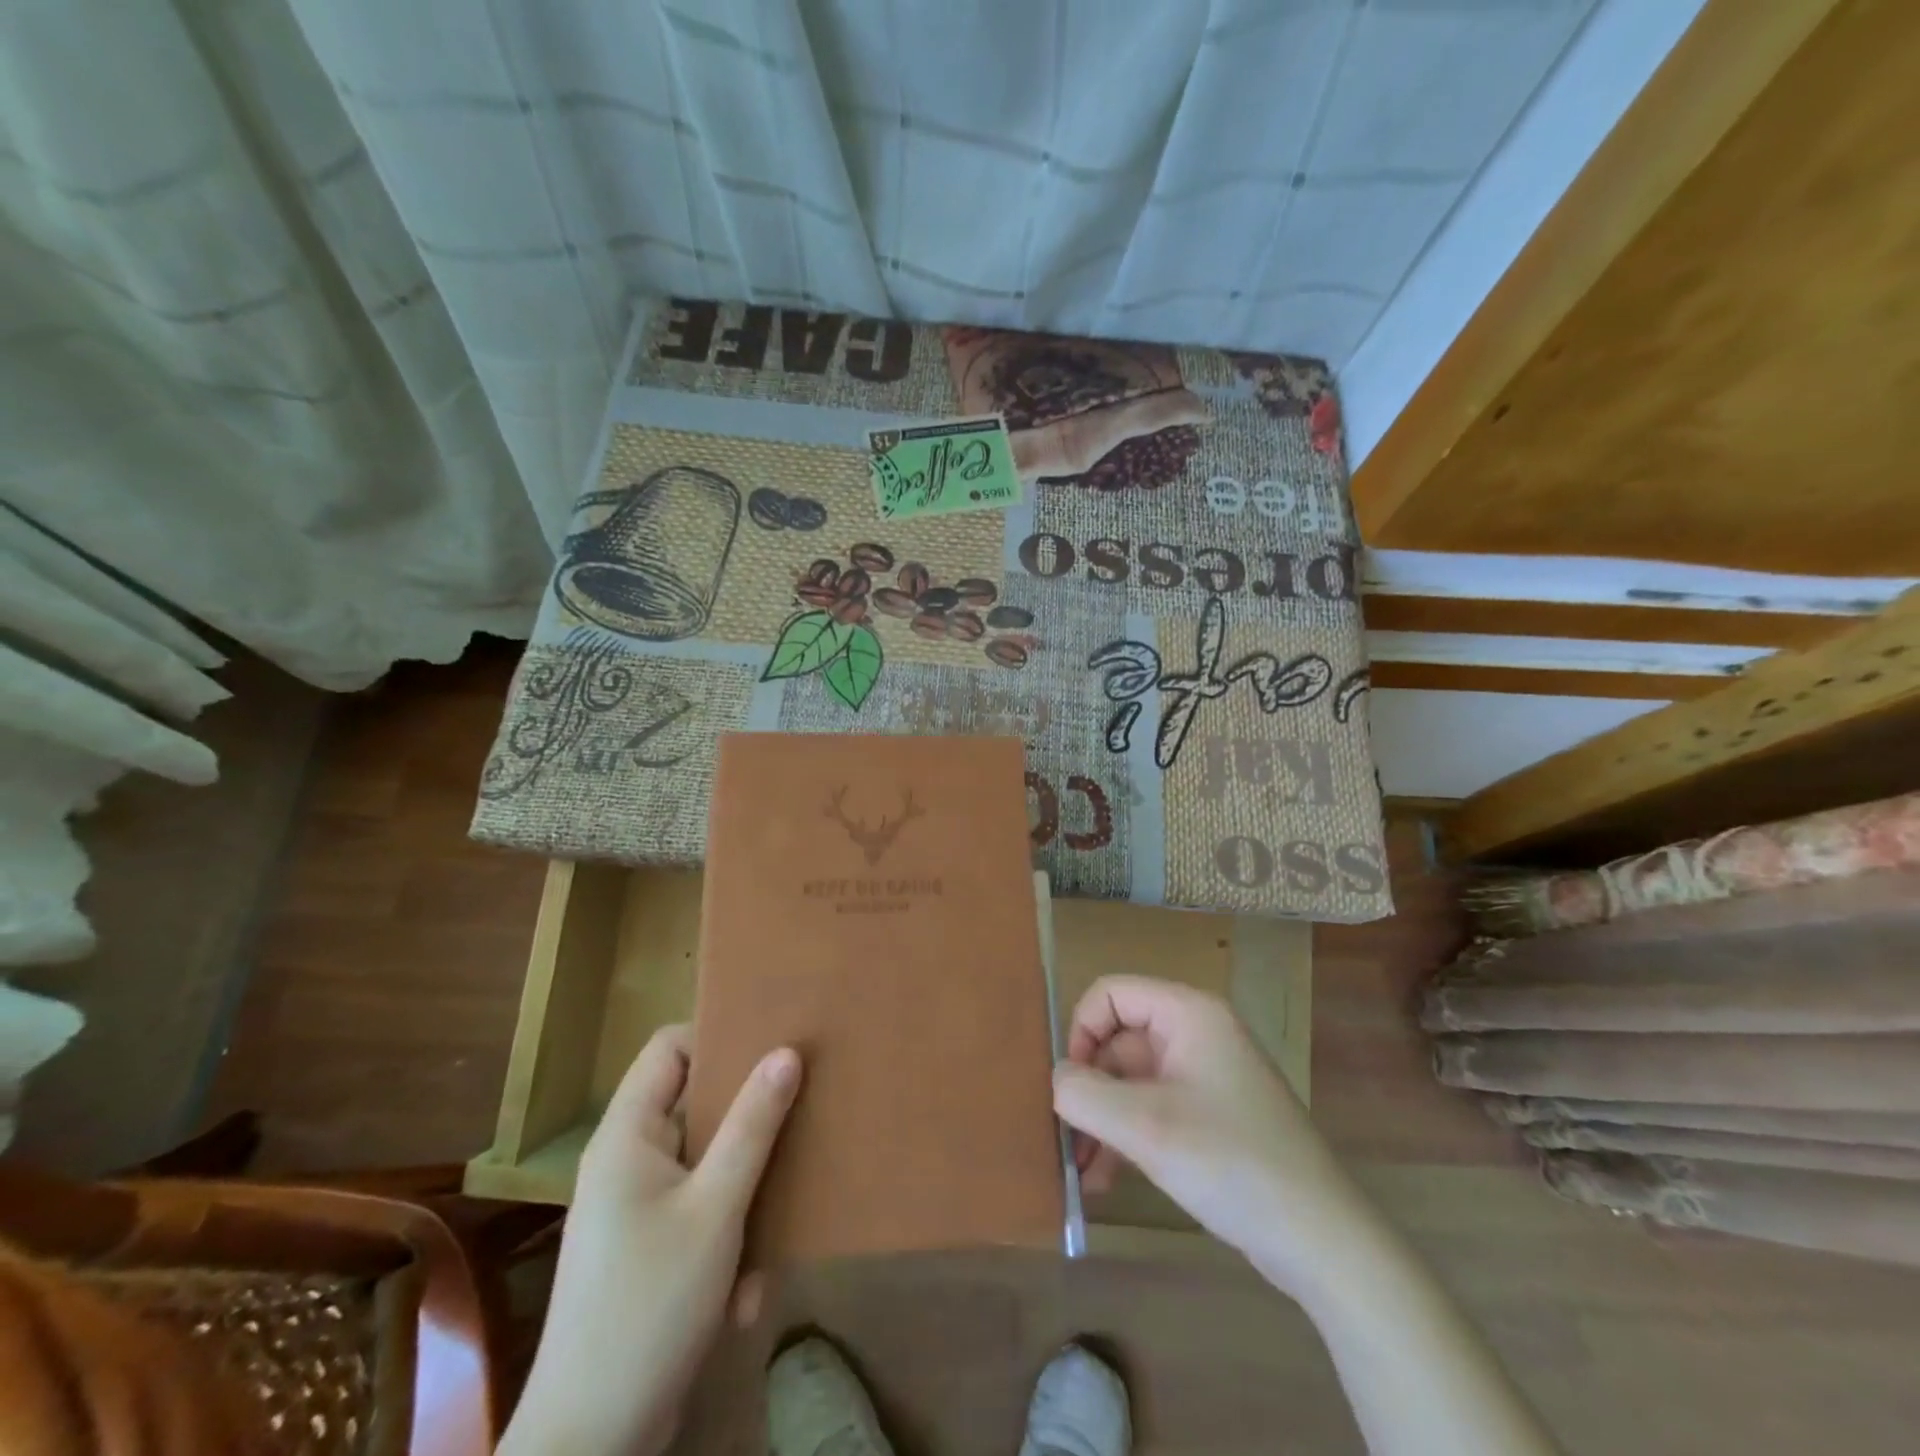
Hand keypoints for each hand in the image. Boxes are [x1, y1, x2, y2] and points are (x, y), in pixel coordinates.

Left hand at [499, 1026, 800, 1455]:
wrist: (591, 1444)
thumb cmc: (651, 1305)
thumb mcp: (716, 1208)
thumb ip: (752, 1126)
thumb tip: (787, 1052)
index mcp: (628, 1136)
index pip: (669, 1048)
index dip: (717, 1034)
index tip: (772, 1039)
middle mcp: (627, 1162)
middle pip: (694, 1105)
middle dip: (748, 1117)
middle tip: (801, 1104)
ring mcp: (636, 1211)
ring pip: (706, 1165)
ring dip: (744, 1193)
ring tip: (782, 1217)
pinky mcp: (649, 1254)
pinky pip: (700, 1215)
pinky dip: (728, 1240)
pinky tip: (747, 1292)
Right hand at [1052, 976, 1359, 1295]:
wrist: (1321, 1240)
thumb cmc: (1231, 1162)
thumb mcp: (1145, 1126)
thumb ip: (1084, 1094)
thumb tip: (1057, 1080)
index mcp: (1187, 1013)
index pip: (1110, 994)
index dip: (1081, 1032)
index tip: (1070, 1086)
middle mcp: (1195, 1033)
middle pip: (1118, 1040)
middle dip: (1088, 1089)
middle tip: (1065, 1140)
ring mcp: (1204, 1076)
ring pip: (1131, 1080)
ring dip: (1101, 1119)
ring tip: (1079, 1172)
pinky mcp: (1209, 1116)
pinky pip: (1152, 1109)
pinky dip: (1126, 1136)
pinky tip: (1105, 1181)